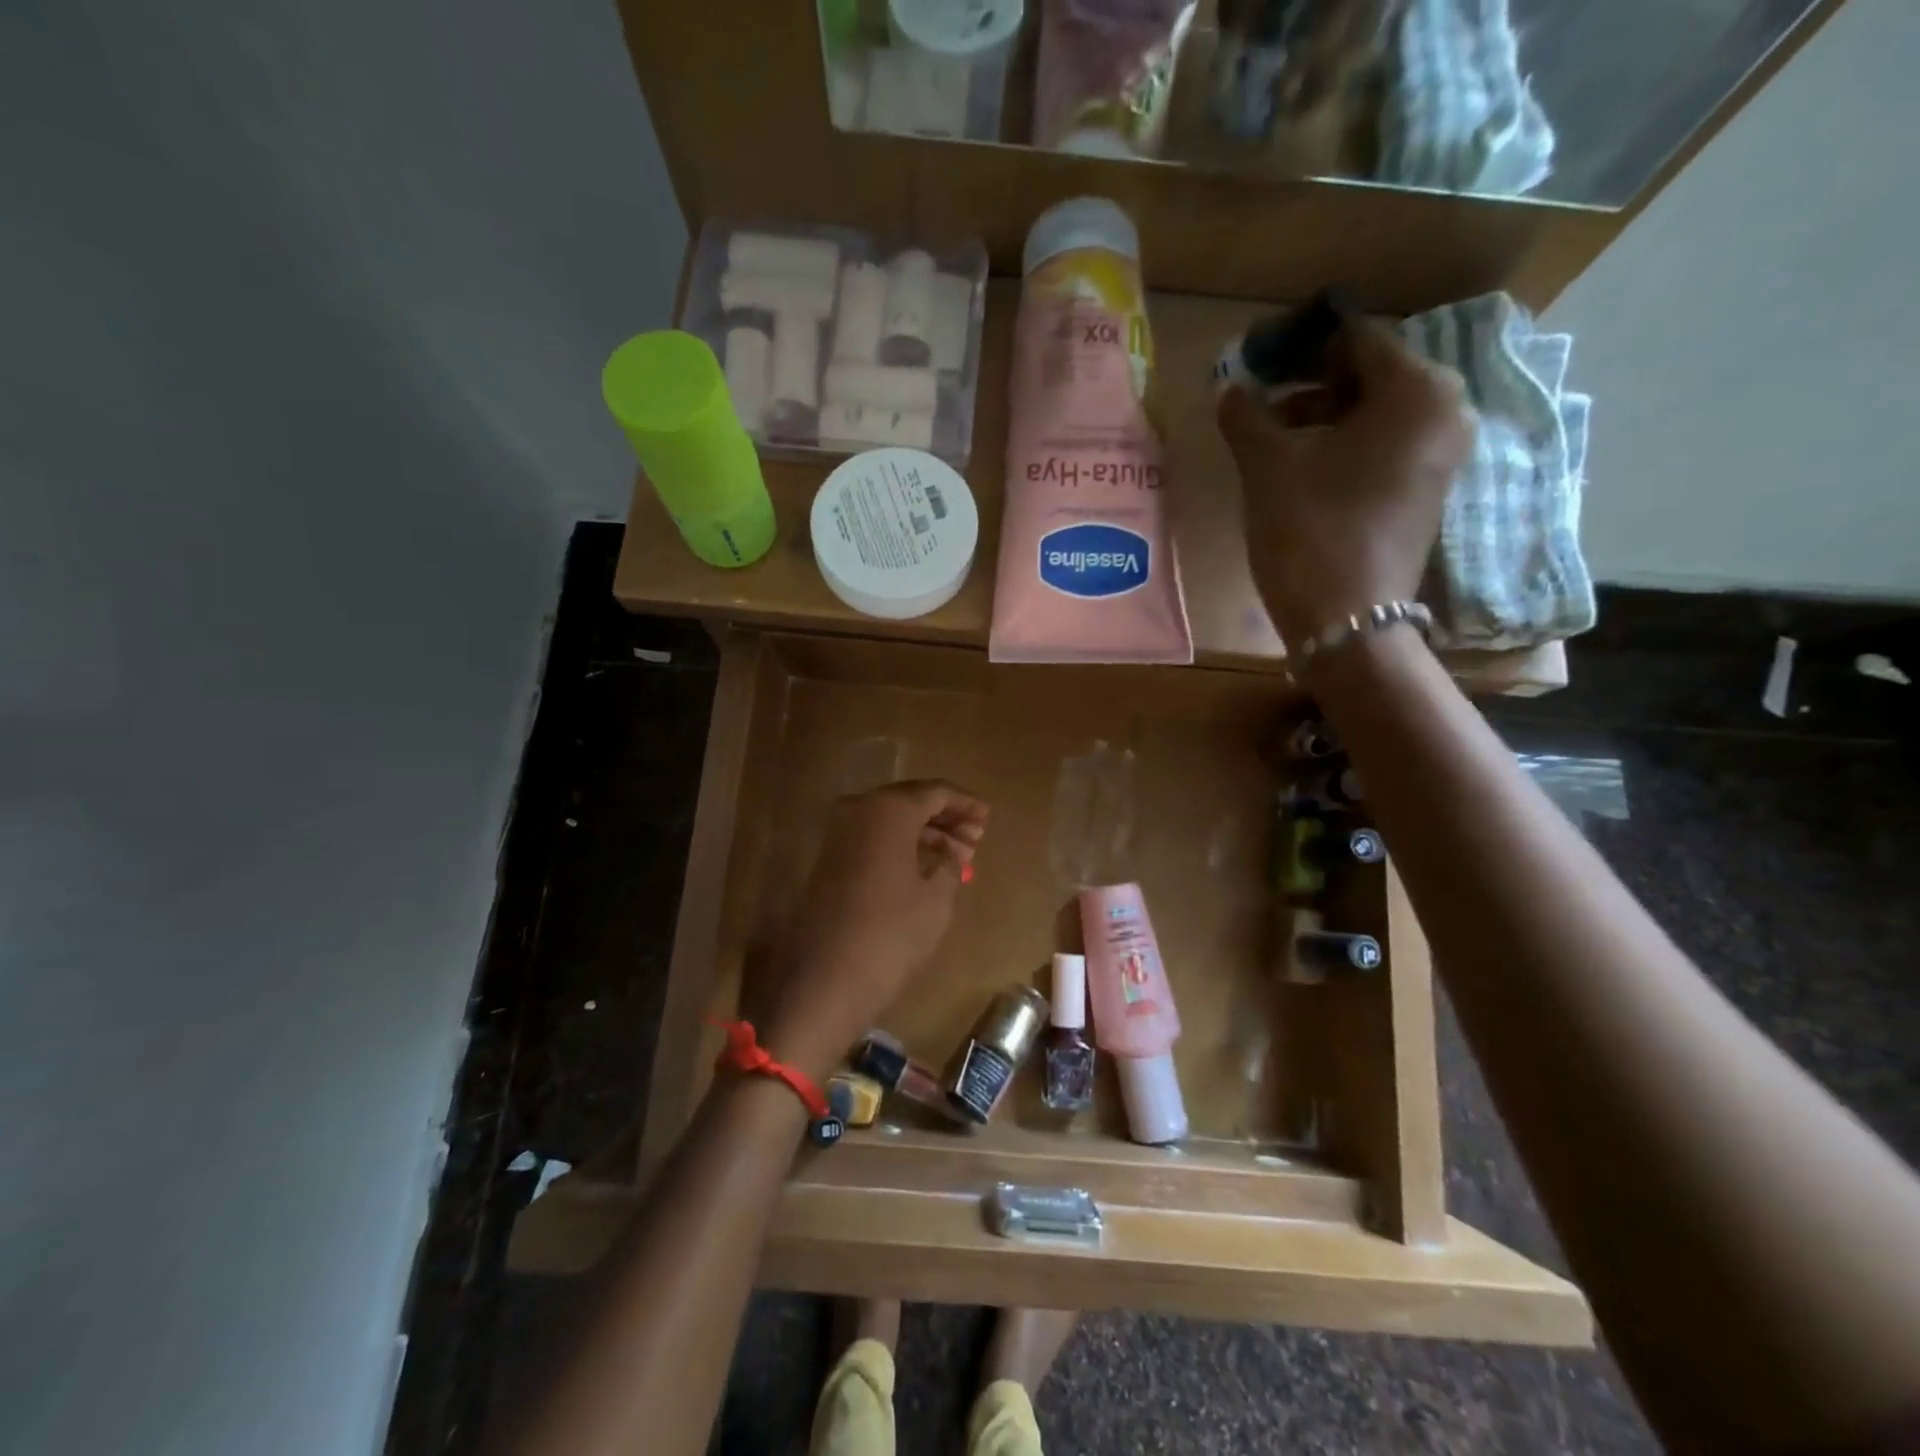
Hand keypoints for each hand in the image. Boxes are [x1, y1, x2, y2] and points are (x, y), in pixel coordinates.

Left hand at [760, 780, 987, 1076]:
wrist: (825, 980)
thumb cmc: (891, 934)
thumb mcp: (936, 899)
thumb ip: (948, 865)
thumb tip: (950, 855)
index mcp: (889, 810)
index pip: (935, 792)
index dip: (964, 803)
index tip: (987, 816)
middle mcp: (859, 810)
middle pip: (909, 801)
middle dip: (945, 817)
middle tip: (975, 837)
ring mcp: (838, 835)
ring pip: (890, 821)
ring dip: (924, 833)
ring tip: (958, 856)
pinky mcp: (828, 860)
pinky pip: (873, 839)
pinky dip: (900, 846)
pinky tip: (925, 867)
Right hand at [1218, 316, 1474, 647]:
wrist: (1346, 619)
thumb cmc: (1309, 529)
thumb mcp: (1267, 465)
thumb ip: (1246, 415)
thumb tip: (1228, 386)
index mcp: (1417, 389)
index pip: (1354, 339)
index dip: (1299, 345)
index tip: (1257, 356)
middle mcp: (1444, 411)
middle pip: (1368, 376)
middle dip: (1309, 384)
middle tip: (1259, 400)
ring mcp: (1440, 455)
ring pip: (1373, 415)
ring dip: (1320, 418)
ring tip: (1269, 439)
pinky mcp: (1425, 491)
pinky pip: (1382, 447)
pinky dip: (1342, 447)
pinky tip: (1299, 467)